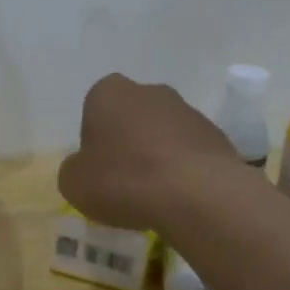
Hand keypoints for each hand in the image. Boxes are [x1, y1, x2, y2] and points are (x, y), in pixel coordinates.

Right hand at [57, 73, 241, 230]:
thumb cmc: (123, 179)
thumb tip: (85, 168)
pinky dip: (183, 170)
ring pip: (163, 133)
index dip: (94, 139)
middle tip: (124, 180)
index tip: (98, 168)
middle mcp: (149, 91)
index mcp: (109, 92)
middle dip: (128, 142)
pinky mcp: (216, 135)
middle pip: (131, 117)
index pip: (94, 109)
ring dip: (158, 156)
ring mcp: (188, 111)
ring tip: (155, 195)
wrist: (195, 193)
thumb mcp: (73, 183)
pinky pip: (190, 152)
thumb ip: (75, 169)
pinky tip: (180, 197)